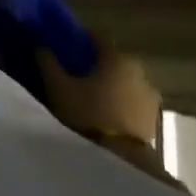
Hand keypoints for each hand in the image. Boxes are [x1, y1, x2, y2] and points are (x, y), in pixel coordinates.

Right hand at [36, 40, 160, 145]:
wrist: (120, 158)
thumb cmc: (87, 112)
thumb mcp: (58, 86)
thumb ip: (48, 62)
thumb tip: (41, 46)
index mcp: (116, 58)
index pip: (96, 38)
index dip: (79, 39)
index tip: (65, 45)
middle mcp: (138, 71)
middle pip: (112, 60)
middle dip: (96, 64)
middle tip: (75, 73)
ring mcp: (150, 96)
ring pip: (124, 81)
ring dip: (110, 84)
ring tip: (90, 95)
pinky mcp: (154, 118)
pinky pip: (132, 101)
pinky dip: (120, 101)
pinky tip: (105, 111)